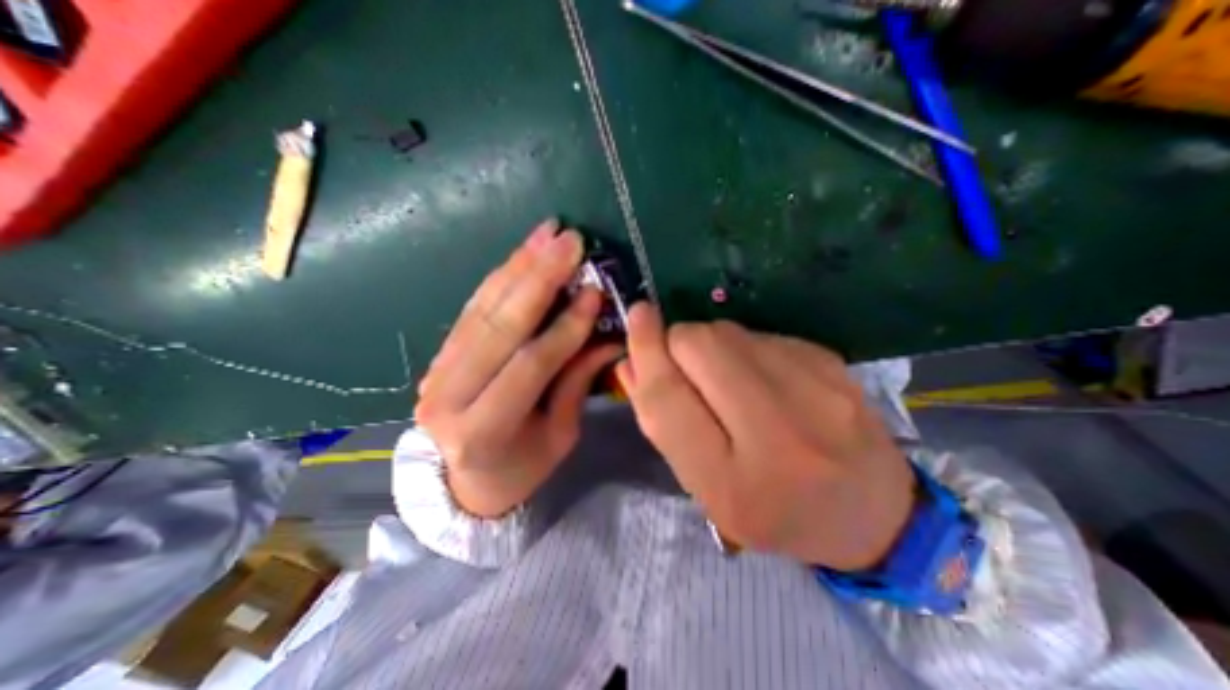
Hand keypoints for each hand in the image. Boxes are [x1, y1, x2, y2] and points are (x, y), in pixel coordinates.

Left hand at [416, 222, 626, 516]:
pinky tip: (522, 253)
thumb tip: (607, 337)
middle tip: (570, 241)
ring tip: (547, 234)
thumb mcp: (559, 437)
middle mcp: (449, 395)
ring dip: (520, 266)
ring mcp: (437, 371)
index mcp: (483, 430)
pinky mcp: (439, 354)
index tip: (594, 292)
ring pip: (482, 308)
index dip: (566, 327)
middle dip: (540, 278)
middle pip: (500, 326)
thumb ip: (576, 383)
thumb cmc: (521, 467)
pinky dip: (501, 277)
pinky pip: (472, 307)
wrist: (464, 482)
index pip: (530, 364)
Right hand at [615, 303, 910, 570]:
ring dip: (708, 345)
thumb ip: (664, 426)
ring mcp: (814, 388)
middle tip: (683, 366)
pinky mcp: (830, 361)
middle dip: (676, 342)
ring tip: (724, 379)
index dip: (645, 351)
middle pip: (699, 344)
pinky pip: (758, 333)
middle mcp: (776, 432)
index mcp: (733, 482)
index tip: (635, 315)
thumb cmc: (774, 512)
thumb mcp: (707, 489)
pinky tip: (760, 377)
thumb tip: (630, 363)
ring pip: (727, 330)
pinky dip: (742, 347)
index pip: (669, 397)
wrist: (874, 512)